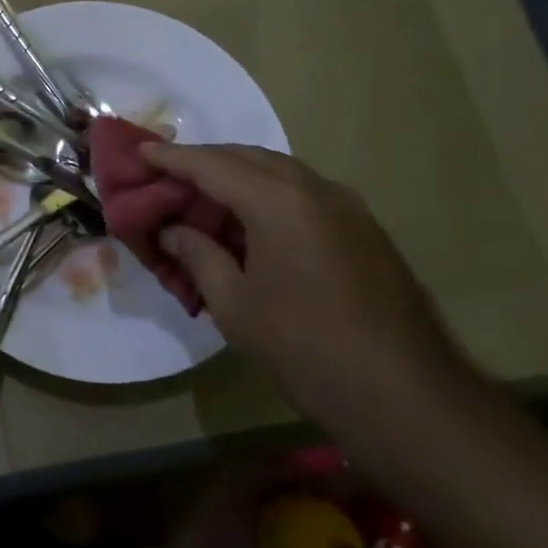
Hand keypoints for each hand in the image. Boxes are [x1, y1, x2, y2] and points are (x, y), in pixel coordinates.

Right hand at [142, 143, 473, 430]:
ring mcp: (346, 205)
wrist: (408, 396)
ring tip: (203, 195)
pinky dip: (268, 193)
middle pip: (246, 157)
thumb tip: (172, 231)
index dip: (171, 158)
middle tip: (166, 174)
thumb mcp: (235, 305)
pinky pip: (303, 192)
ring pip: (279, 171)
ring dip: (237, 175)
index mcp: (277, 200)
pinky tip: (251, 221)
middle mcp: (314, 188)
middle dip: (203, 160)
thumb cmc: (306, 349)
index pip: (211, 164)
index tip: (139, 152)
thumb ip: (198, 256)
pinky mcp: (364, 228)